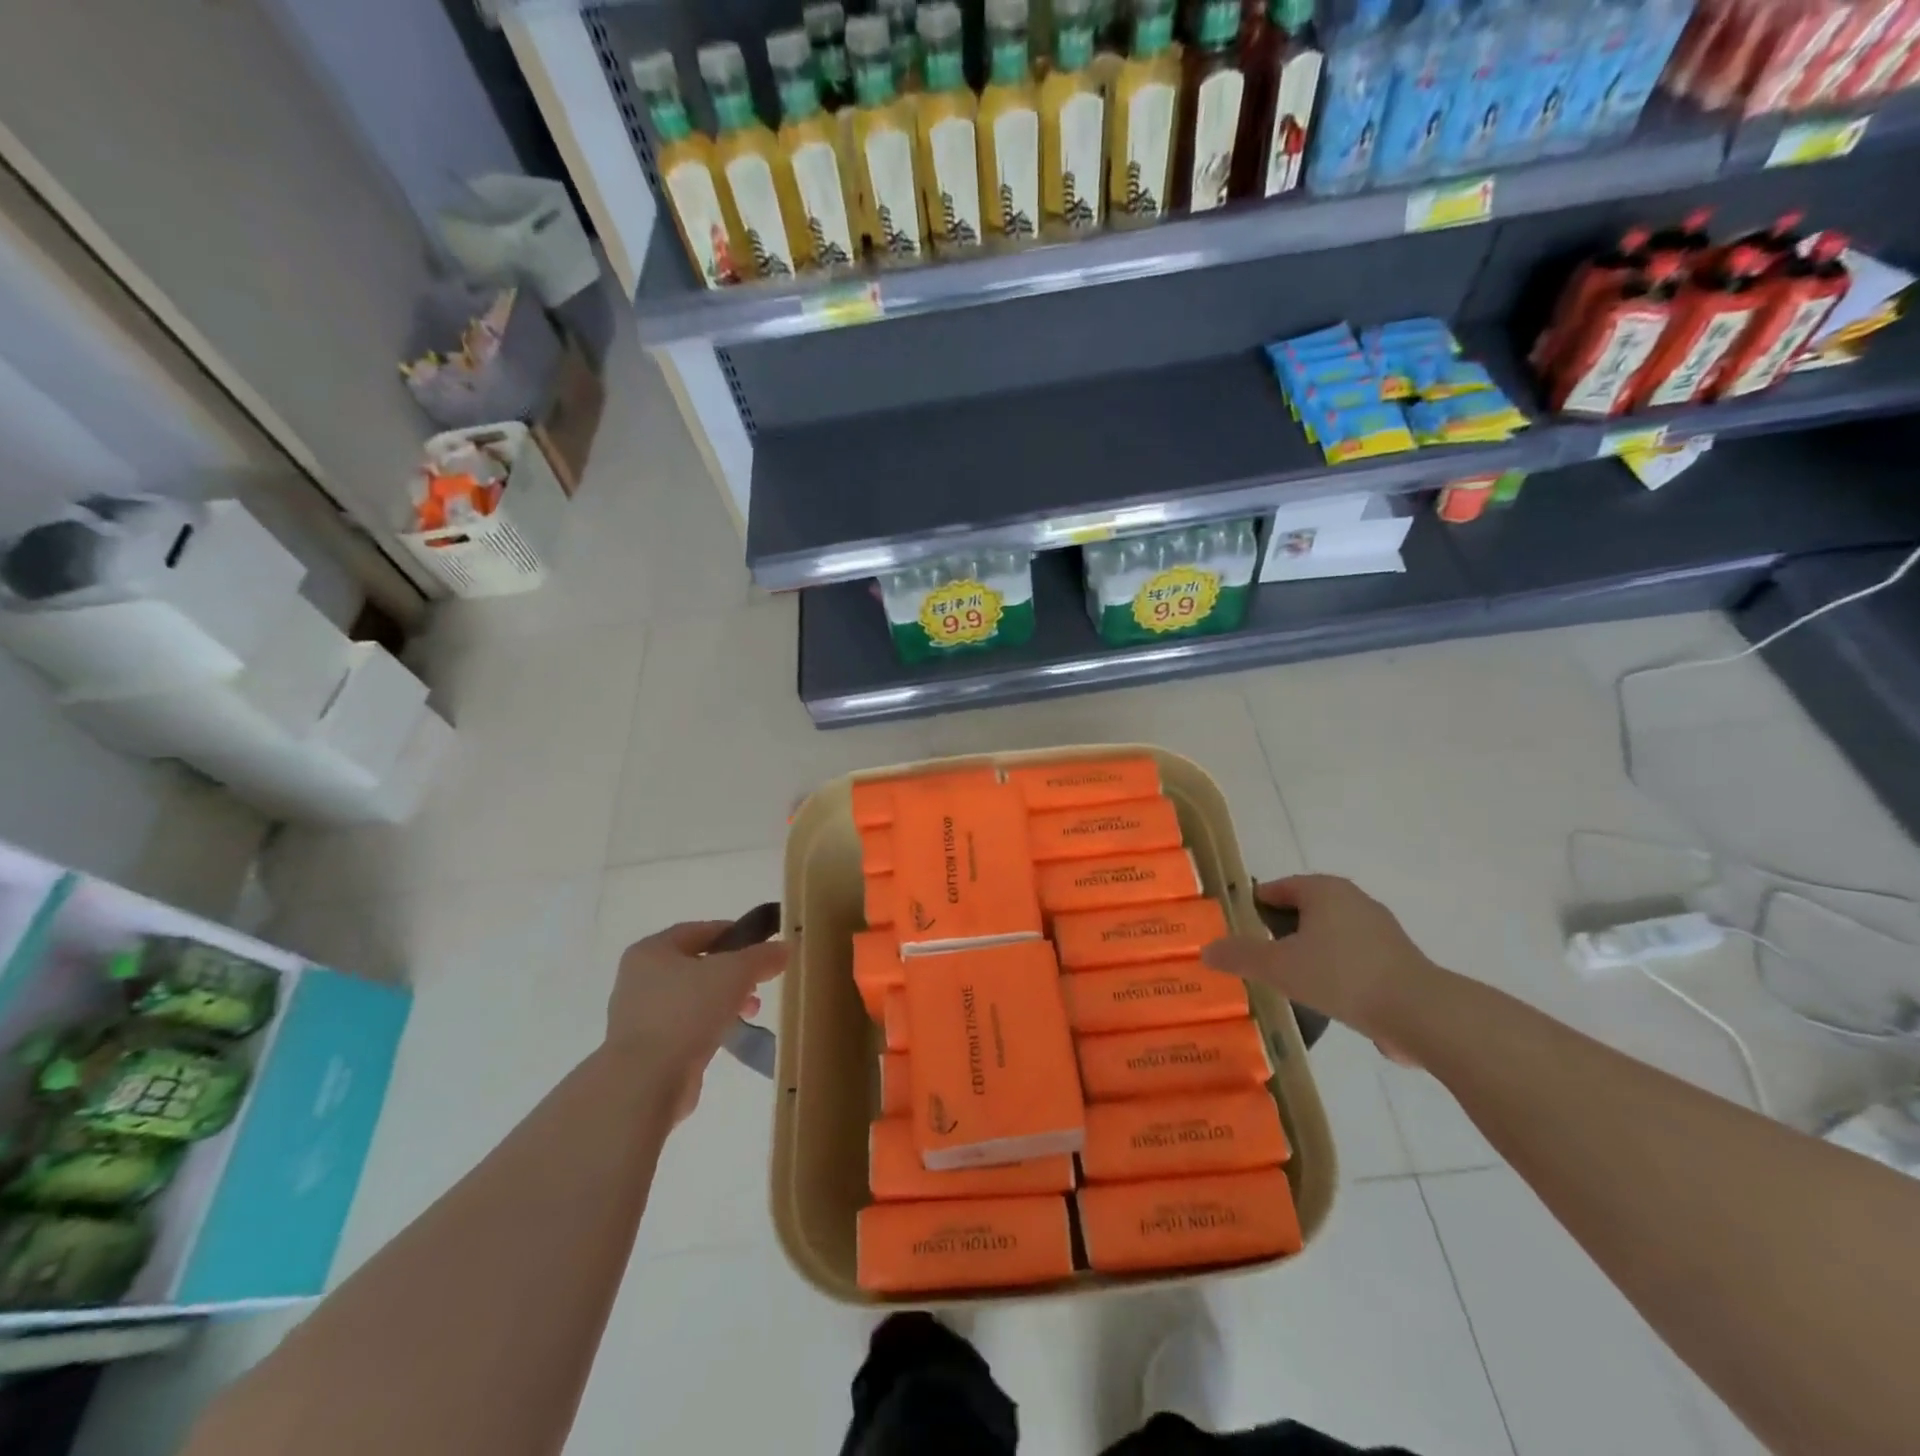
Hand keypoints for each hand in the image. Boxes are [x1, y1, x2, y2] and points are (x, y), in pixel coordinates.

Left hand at [605, 921, 787, 1121]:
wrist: (646, 1082)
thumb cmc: (687, 1011)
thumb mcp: (735, 972)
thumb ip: (762, 956)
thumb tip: (785, 947)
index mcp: (651, 951)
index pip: (699, 931)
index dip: (733, 933)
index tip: (762, 944)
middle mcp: (639, 979)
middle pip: (697, 966)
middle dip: (733, 973)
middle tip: (760, 983)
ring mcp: (640, 1017)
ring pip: (693, 998)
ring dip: (725, 1001)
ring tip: (751, 1012)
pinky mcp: (647, 1051)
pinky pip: (686, 1027)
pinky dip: (709, 1027)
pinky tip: (729, 1036)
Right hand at [1201, 875, 1443, 1060]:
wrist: (1421, 1014)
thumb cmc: (1342, 976)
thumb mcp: (1279, 967)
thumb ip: (1240, 955)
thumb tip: (1205, 950)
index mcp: (1323, 890)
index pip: (1276, 889)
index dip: (1252, 908)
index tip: (1237, 934)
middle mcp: (1352, 899)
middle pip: (1302, 910)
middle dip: (1279, 932)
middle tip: (1258, 959)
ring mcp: (1379, 929)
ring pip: (1327, 934)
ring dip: (1307, 952)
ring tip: (1287, 981)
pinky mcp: (1397, 959)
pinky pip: (1351, 956)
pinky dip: (1334, 969)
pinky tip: (1324, 997)